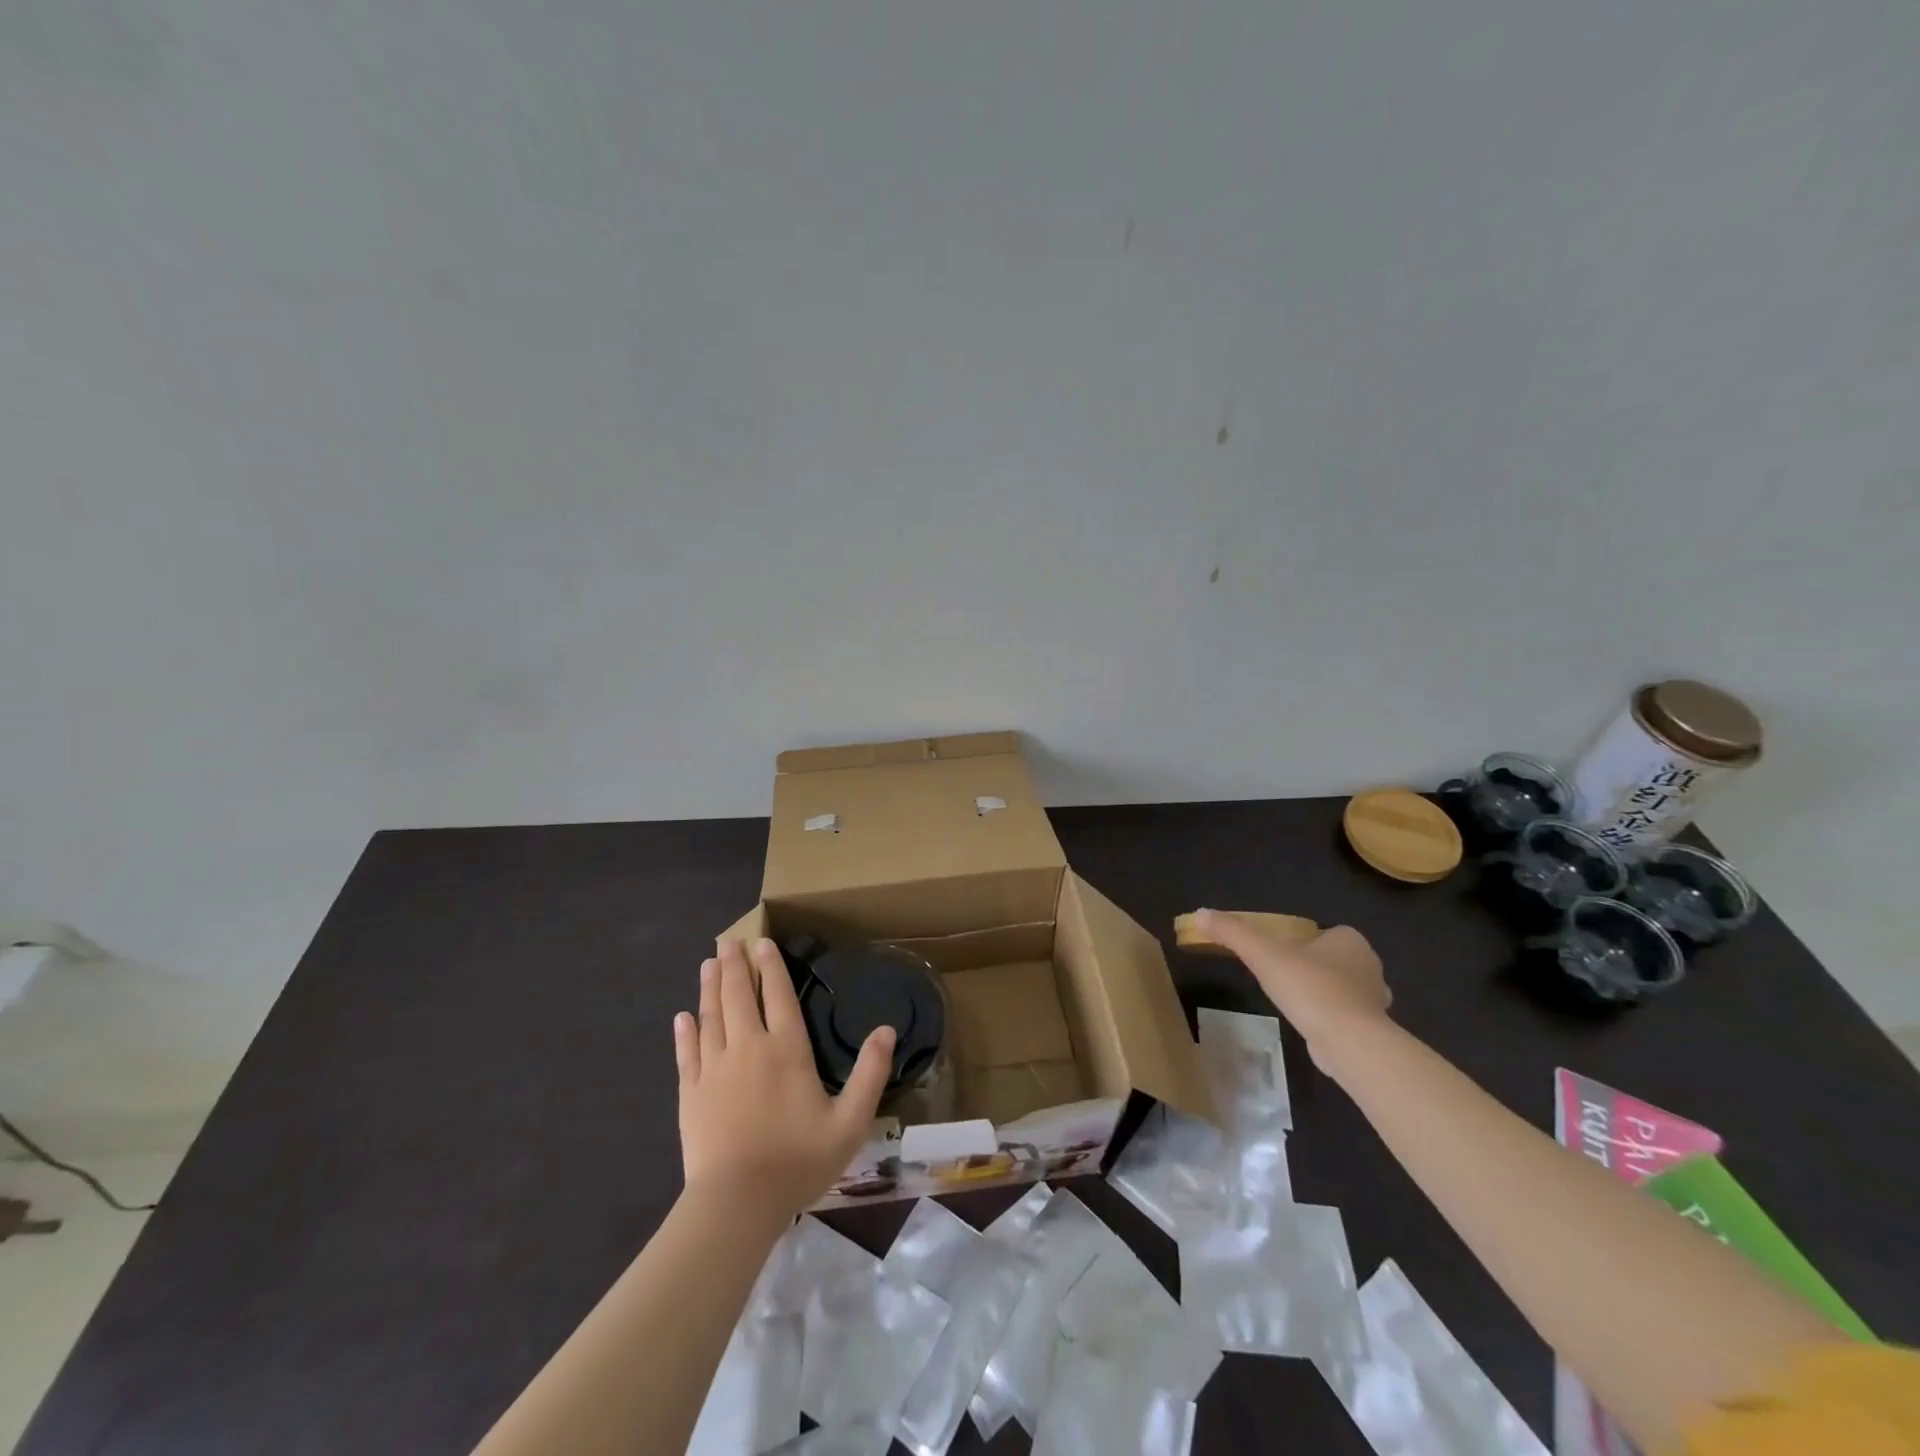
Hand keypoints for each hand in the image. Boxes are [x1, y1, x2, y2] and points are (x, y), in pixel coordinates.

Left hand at [674, 938, 894, 1215]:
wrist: (737, 1203)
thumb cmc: (798, 1160)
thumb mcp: (850, 1122)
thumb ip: (870, 1074)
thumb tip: (887, 1030)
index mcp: (787, 1050)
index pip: (778, 995)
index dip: (771, 967)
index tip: (762, 942)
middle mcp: (748, 1047)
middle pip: (738, 996)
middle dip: (734, 966)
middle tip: (728, 941)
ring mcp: (715, 1069)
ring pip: (711, 1016)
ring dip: (710, 988)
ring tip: (708, 963)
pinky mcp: (691, 1093)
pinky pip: (687, 1052)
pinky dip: (685, 1032)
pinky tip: (682, 1017)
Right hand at [1188, 909, 1390, 1066]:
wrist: (1349, 1041)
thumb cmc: (1309, 987)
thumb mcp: (1262, 955)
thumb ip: (1233, 933)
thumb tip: (1200, 913)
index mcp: (1349, 939)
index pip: (1323, 933)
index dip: (1301, 943)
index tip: (1279, 956)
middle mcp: (1369, 964)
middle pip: (1334, 959)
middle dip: (1313, 967)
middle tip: (1283, 979)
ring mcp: (1376, 998)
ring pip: (1345, 988)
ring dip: (1324, 993)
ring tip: (1296, 1004)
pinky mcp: (1375, 1028)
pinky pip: (1349, 1015)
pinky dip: (1332, 1018)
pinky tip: (1313, 1026)